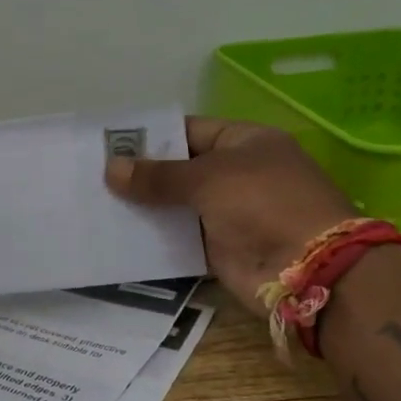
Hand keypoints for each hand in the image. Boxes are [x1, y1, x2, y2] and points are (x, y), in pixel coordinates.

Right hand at [105, 117, 359, 312]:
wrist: (307, 269)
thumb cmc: (262, 203)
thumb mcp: (208, 179)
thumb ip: (158, 176)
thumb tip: (110, 169)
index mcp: (244, 142)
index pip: (188, 131)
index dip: (150, 137)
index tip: (108, 145)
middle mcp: (237, 174)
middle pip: (180, 170)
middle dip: (141, 175)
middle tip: (92, 177)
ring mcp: (229, 213)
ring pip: (177, 206)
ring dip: (144, 208)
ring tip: (96, 205)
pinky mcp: (220, 249)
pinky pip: (180, 239)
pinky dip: (154, 238)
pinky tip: (117, 236)